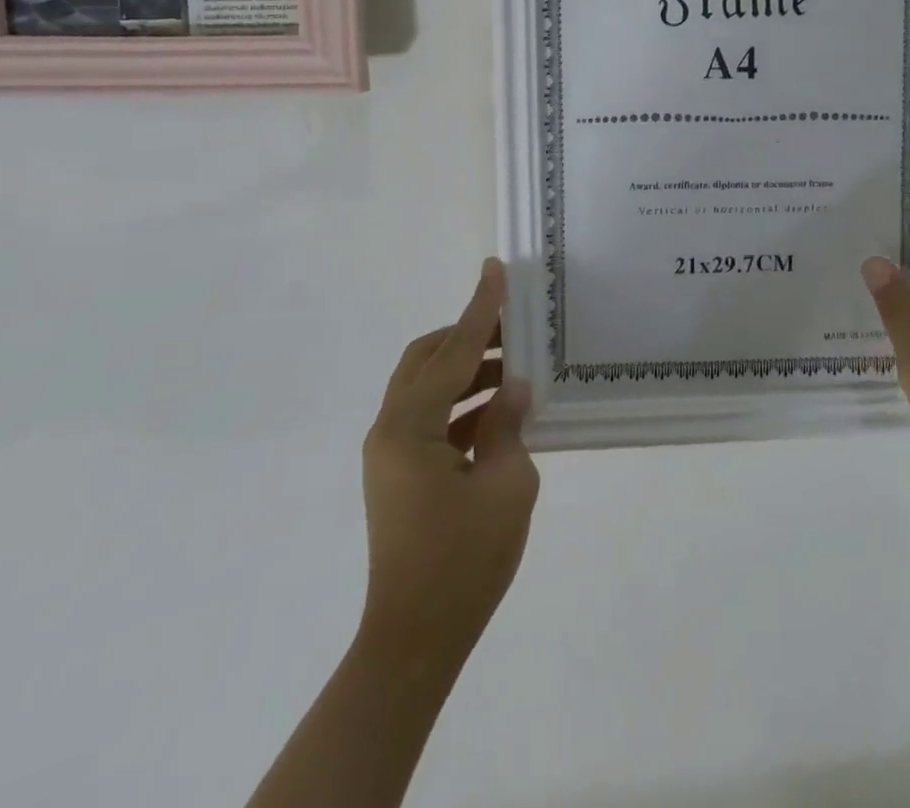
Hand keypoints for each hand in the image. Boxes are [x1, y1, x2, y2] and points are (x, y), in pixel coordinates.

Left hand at [361, 259, 537, 667]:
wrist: (416, 640)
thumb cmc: (463, 561)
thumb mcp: (506, 485)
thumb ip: (508, 424)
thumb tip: (513, 387)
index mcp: (410, 426)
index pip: (454, 351)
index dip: (480, 308)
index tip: (495, 269)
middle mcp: (391, 429)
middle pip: (427, 360)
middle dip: (470, 337)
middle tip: (514, 328)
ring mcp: (391, 453)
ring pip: (429, 388)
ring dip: (470, 373)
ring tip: (518, 370)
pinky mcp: (400, 473)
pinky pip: (432, 419)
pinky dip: (463, 407)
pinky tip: (501, 413)